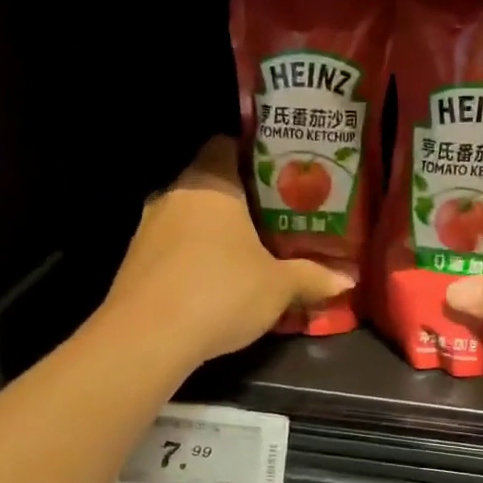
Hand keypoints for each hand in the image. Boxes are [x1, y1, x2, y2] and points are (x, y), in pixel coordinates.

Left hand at [101, 137, 353, 368]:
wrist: (147, 336)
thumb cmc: (221, 291)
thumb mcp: (278, 286)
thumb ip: (312, 277)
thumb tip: (348, 279)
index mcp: (211, 183)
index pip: (226, 145)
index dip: (253, 156)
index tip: (280, 177)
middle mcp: (175, 194)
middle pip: (210, 182)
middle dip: (240, 200)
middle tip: (275, 218)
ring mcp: (148, 227)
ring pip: (189, 217)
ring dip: (214, 232)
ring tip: (248, 252)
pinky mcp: (134, 261)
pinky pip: (172, 247)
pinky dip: (193, 257)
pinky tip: (213, 282)